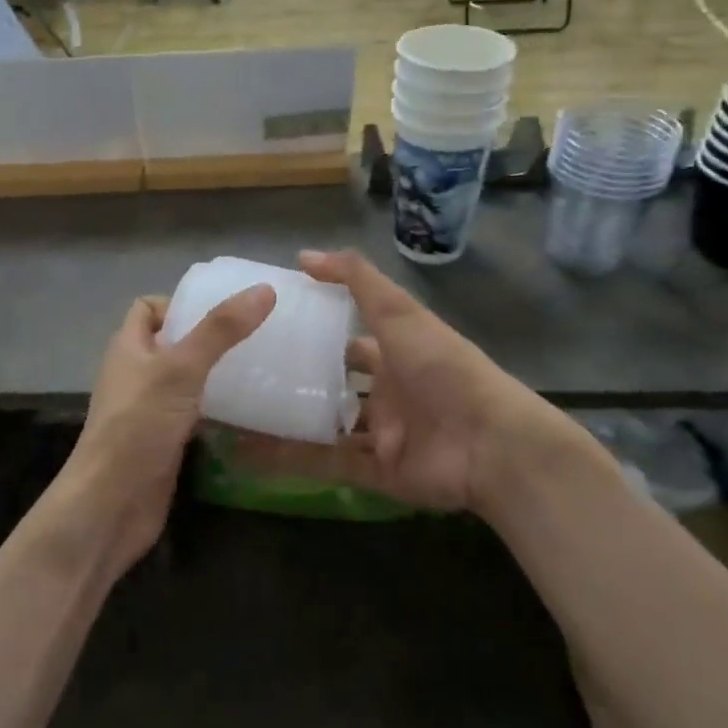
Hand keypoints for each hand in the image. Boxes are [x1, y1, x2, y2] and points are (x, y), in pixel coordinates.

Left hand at [47, 285, 275, 578]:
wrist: (110, 506)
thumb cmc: (138, 426)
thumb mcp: (180, 369)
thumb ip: (220, 330)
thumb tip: (263, 289)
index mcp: (128, 347)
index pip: (148, 308)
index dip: (179, 303)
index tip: (222, 310)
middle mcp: (136, 374)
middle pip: (172, 343)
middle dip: (209, 338)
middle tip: (256, 337)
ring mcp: (149, 411)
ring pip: (186, 381)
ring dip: (217, 375)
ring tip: (263, 369)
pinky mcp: (164, 443)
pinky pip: (194, 415)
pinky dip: (217, 410)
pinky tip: (250, 412)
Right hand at [233, 251, 603, 516]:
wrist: (490, 443)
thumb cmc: (442, 367)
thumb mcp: (398, 312)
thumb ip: (356, 279)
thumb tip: (304, 256)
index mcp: (395, 353)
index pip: (348, 340)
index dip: (316, 333)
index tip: (270, 328)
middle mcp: (387, 393)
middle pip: (334, 385)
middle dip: (298, 381)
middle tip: (246, 374)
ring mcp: (381, 435)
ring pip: (325, 426)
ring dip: (287, 420)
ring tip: (237, 412)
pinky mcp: (375, 472)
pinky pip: (326, 462)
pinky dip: (291, 458)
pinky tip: (248, 451)